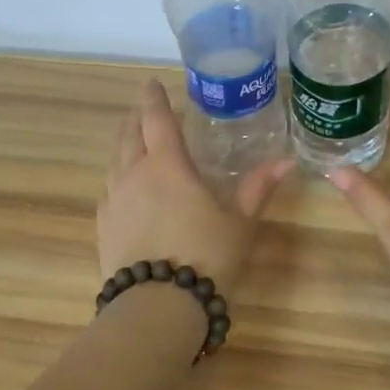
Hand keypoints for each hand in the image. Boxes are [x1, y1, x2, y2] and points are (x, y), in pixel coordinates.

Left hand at [98, 81, 291, 291]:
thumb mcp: (238, 223)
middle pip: (129, 134)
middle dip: (136, 117)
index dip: (154, 98)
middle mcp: (133, 174)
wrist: (157, 306)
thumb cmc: (205, 257)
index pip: (156, 118)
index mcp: (166, 165)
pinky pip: (108, 188)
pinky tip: (125, 187)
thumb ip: (257, 189)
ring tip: (135, 142)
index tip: (152, 83)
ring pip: (115, 160)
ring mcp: (113, 200)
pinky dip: (118, 175)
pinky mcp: (103, 225)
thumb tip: (287, 162)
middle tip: (145, 108)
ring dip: (125, 144)